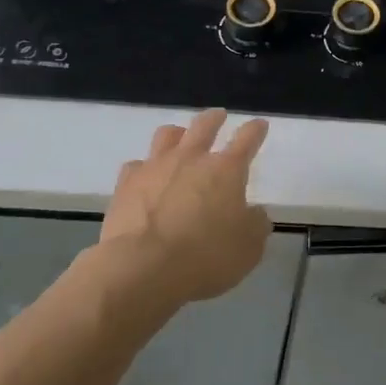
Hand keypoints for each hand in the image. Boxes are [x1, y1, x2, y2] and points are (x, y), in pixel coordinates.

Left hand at [101, 108, 270, 304]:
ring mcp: (156, 167)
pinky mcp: (126, 184)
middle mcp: (191, 159)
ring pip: (167, 135)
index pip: (247, 139)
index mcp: (226, 170)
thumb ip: (255, 225)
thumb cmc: (205, 257)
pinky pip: (136, 165)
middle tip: (219, 116)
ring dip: (177, 134)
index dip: (256, 130)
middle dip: (214, 119)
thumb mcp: (248, 249)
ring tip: (180, 138)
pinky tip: (145, 177)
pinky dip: (144, 168)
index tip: (259, 125)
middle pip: (204, 125)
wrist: (142, 268)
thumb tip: (254, 214)